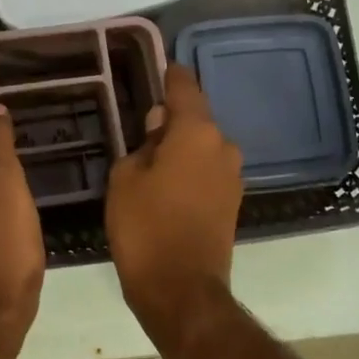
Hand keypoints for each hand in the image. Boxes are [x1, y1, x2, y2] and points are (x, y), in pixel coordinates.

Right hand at [105, 64, 243, 335]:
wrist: (181, 290)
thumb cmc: (145, 227)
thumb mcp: (126, 179)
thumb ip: (142, 145)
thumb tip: (157, 127)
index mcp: (198, 132)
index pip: (185, 87)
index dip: (170, 76)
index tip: (158, 68)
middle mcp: (223, 147)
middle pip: (195, 120)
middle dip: (171, 121)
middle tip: (139, 131)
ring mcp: (232, 177)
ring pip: (202, 148)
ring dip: (180, 149)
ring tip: (149, 164)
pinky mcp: (232, 203)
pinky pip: (207, 172)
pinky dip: (189, 171)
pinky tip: (166, 187)